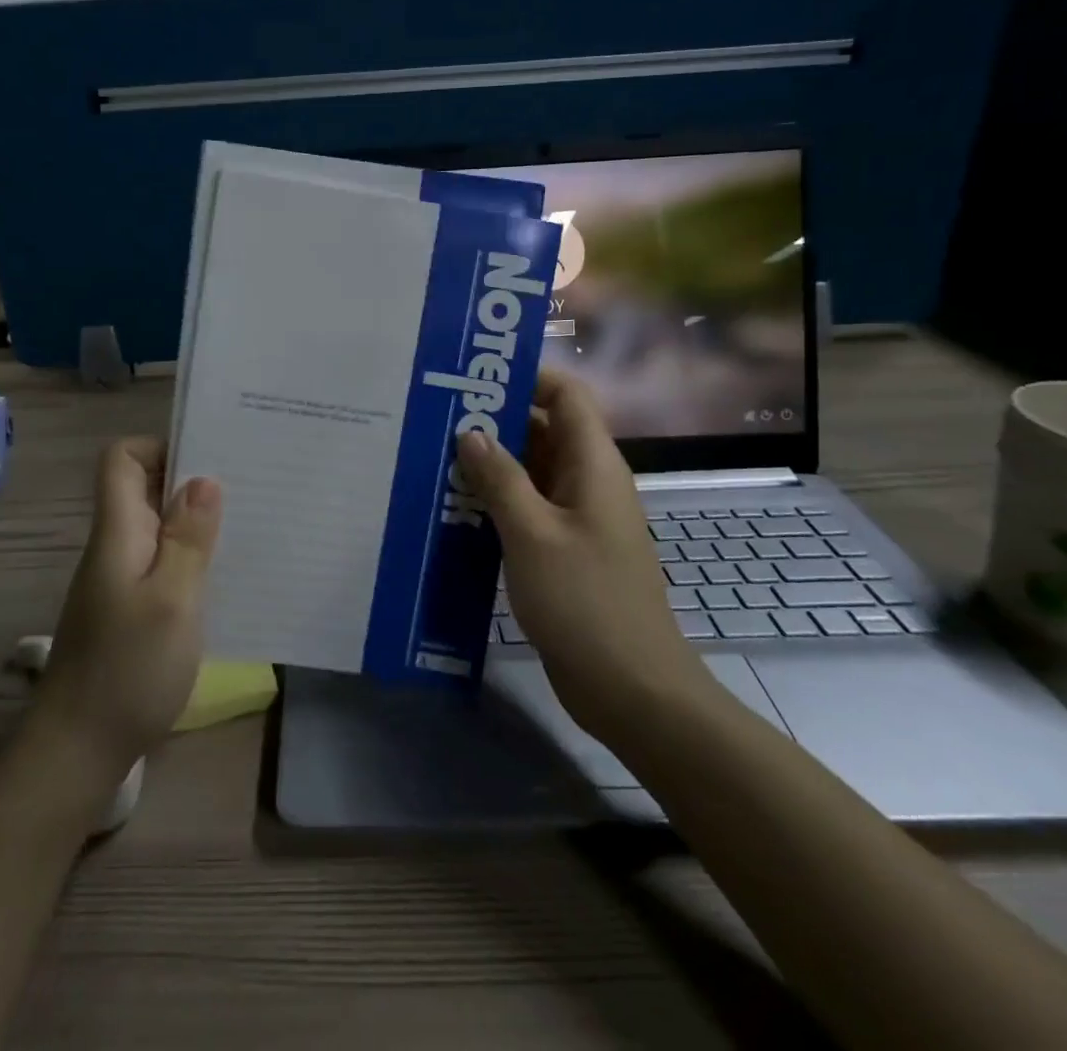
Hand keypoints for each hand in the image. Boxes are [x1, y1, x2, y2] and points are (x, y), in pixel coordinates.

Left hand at [28, 438, 222, 787]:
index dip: (160, 445)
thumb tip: (203, 479)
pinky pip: (162, 562)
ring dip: (196, 521)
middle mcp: (115, 546)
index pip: (121, 458)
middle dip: (192, 481)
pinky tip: (225, 575)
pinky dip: (191, 557)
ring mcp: (120, 579)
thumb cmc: (128, 670)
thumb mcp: (172, 600)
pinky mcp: (130, 608)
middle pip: (144, 488)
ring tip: (248, 524)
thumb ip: (188, 538)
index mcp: (118, 532)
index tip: (208, 458)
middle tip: (247, 486)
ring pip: (158, 526)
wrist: (78, 751)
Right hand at [458, 370, 714, 736]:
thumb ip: (500, 478)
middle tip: (437, 418)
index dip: (526, 377)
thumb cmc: (585, 601)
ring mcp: (577, 518)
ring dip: (491, 464)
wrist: (631, 689)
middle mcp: (588, 482)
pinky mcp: (565, 550)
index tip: (474, 377)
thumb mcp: (532, 533)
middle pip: (544, 430)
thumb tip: (470, 432)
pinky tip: (455, 508)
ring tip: (435, 458)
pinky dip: (497, 502)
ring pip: (531, 472)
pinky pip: (529, 509)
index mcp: (593, 465)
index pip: (566, 395)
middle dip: (495, 421)